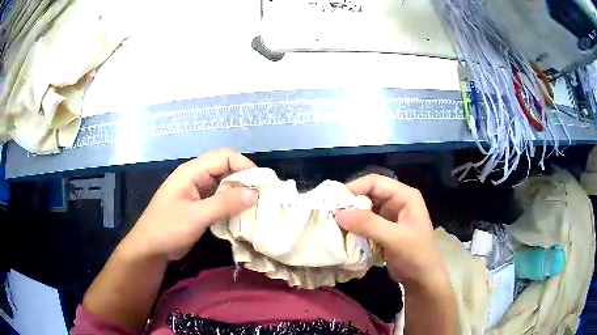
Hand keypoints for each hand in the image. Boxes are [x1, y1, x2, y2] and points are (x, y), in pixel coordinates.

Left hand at [120, 148, 258, 260]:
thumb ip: (224, 203)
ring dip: (239, 194)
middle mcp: (196, 177)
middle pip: (226, 168)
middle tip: (262, 197)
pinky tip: (242, 216)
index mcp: (192, 171)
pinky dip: (232, 205)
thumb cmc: (167, 228)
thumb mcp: (196, 216)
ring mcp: (197, 191)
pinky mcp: (199, 205)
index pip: (225, 157)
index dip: (245, 166)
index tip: (262, 185)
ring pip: (224, 185)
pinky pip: (220, 199)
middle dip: (245, 180)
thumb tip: (254, 192)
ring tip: (256, 207)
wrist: (149, 248)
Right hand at [336, 174, 447, 288]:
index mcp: (404, 196)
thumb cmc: (416, 256)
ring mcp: (390, 217)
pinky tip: (343, 235)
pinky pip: (366, 224)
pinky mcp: (384, 231)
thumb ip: (368, 224)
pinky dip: (355, 228)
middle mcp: (397, 202)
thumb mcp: (394, 238)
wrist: (423, 280)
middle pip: (368, 194)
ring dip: (351, 217)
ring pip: (365, 210)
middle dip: (350, 203)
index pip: (375, 182)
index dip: (354, 188)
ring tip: (332, 225)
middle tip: (329, 214)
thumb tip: (337, 213)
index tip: (333, 202)